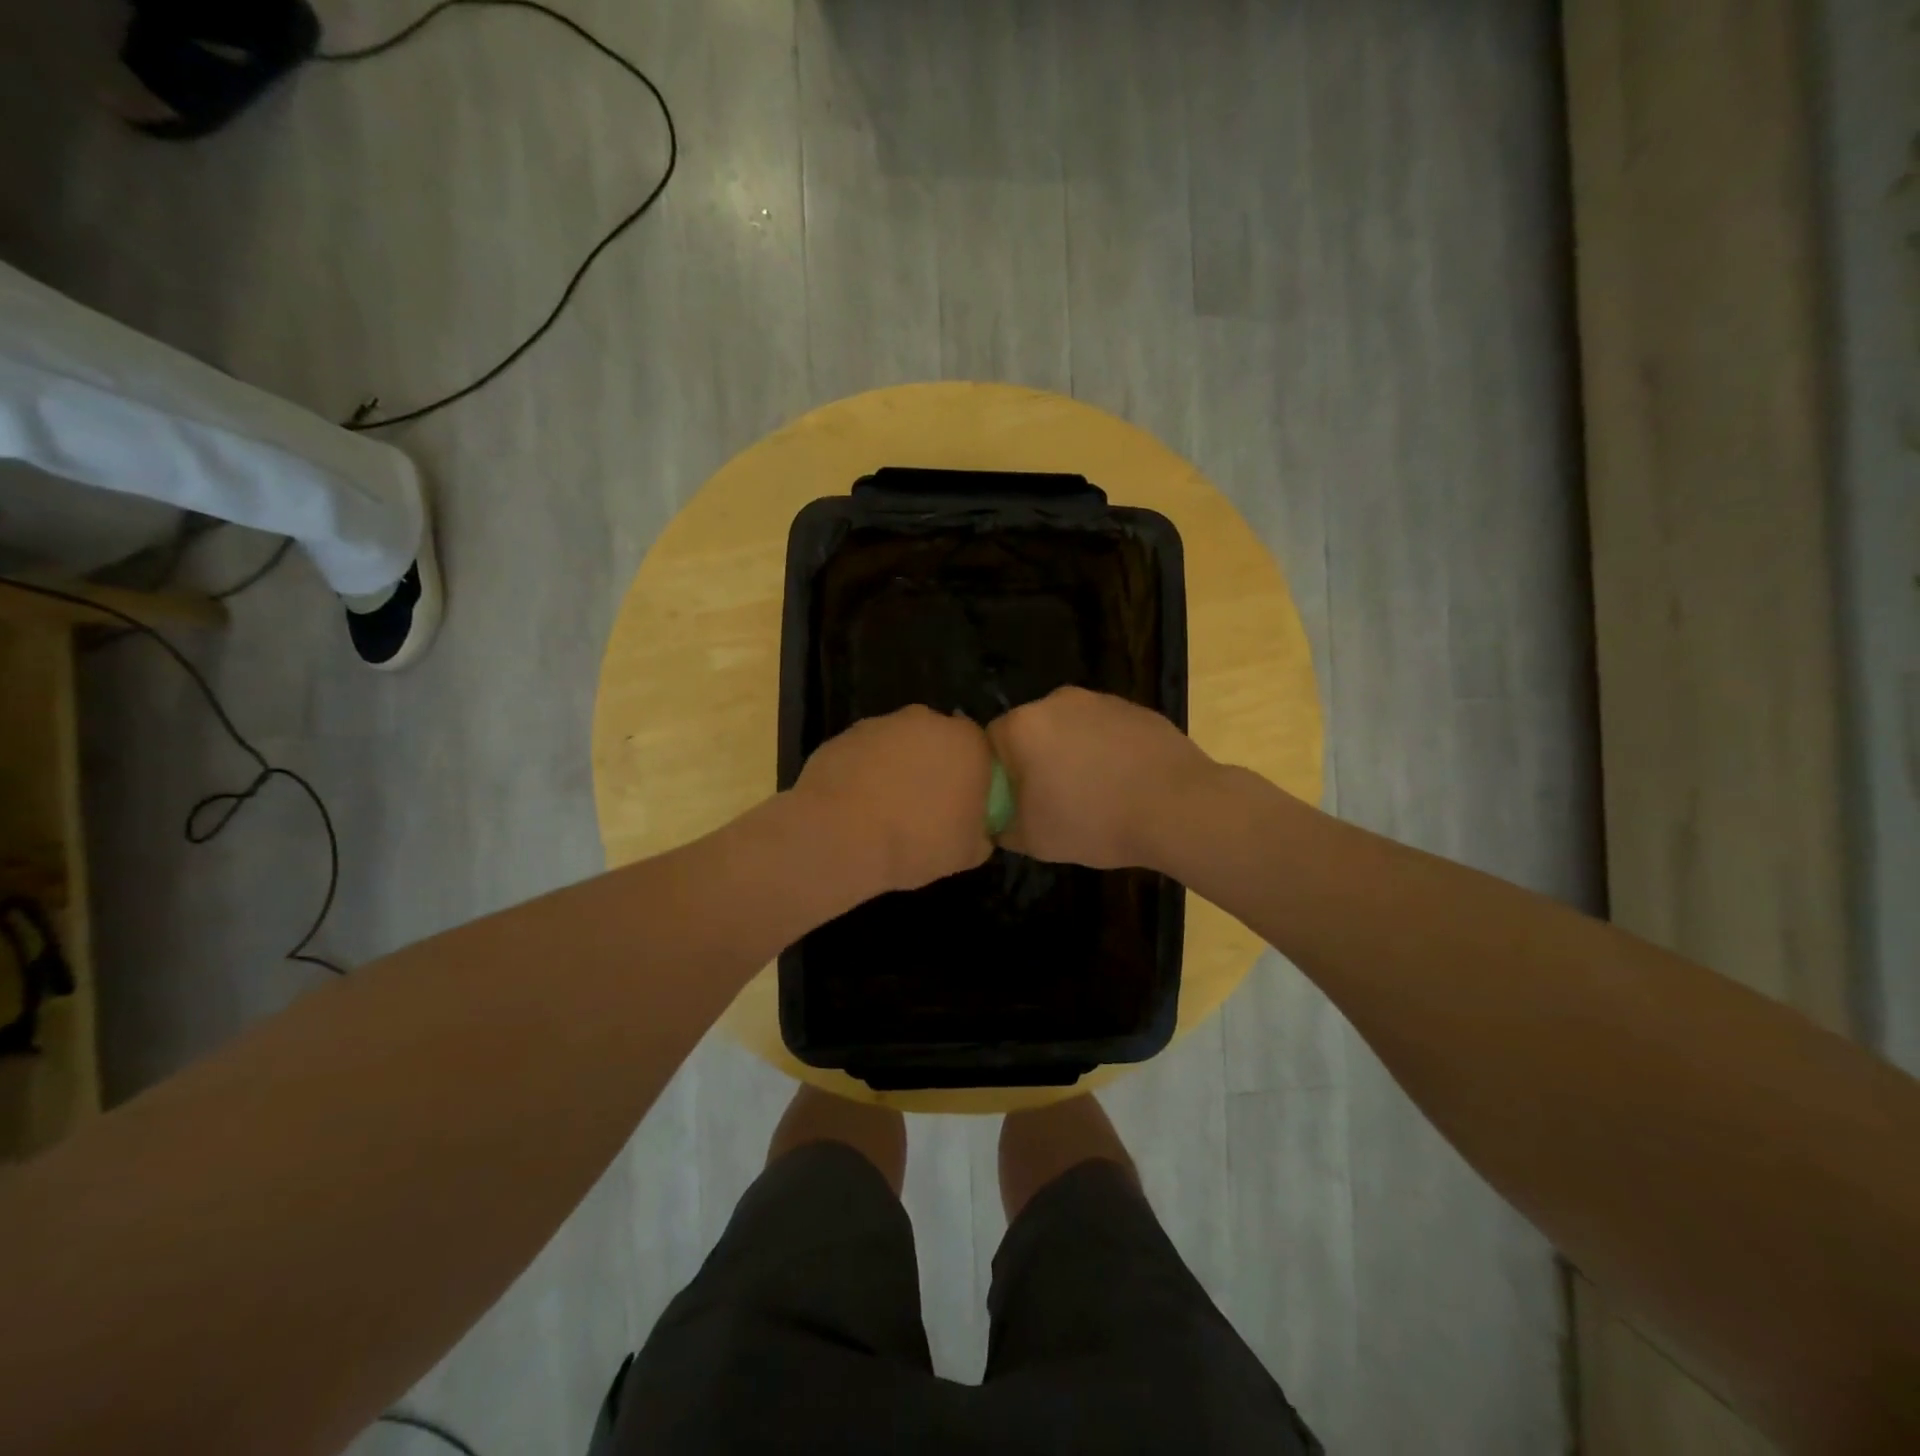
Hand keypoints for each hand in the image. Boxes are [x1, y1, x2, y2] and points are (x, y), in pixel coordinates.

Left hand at [793, 705, 994, 893]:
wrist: (841, 836)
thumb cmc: (917, 842)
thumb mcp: (967, 853)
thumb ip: (982, 833)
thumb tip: (978, 829)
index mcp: (967, 742)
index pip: (979, 752)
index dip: (971, 777)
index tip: (960, 806)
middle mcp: (927, 721)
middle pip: (937, 741)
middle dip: (933, 766)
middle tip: (924, 806)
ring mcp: (882, 724)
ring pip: (898, 744)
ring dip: (896, 767)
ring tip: (885, 810)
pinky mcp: (845, 735)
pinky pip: (865, 754)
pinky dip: (864, 772)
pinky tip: (857, 805)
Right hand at [986, 687, 1217, 869]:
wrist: (1179, 808)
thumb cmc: (1095, 821)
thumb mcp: (1034, 840)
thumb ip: (1002, 826)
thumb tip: (999, 819)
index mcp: (1023, 725)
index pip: (991, 744)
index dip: (1000, 775)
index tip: (1017, 802)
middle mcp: (1057, 700)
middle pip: (1031, 731)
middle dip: (1037, 760)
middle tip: (1054, 800)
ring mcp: (1101, 700)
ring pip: (1070, 728)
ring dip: (1073, 753)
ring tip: (1096, 793)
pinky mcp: (1137, 708)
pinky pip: (1106, 730)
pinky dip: (1108, 751)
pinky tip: (1125, 782)